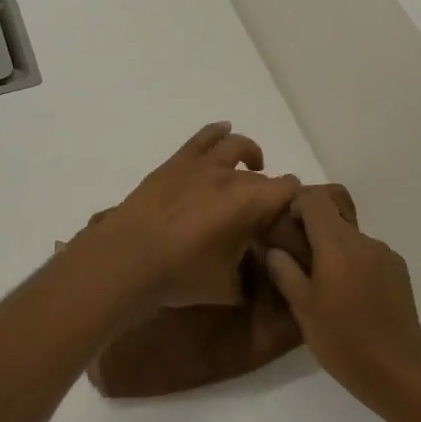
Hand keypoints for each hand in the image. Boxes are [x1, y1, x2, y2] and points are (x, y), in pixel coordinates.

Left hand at [80, 123, 300, 310]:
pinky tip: (224, 134)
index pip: (289, 189)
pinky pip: (204, 137)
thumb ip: (250, 280)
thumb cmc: (181, 275)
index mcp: (250, 202)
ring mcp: (201, 165)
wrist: (126, 260)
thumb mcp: (227, 289)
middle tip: (261, 216)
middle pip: (262, 177)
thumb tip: (258, 276)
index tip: (288, 219)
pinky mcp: (176, 162)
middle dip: (267, 193)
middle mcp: (231, 176)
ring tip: (252, 166)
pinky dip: (219, 133)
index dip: (294, 202)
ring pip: (236, 146)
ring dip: (251, 155)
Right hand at [265, 187, 420, 407]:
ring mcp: (385, 254)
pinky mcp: (399, 270)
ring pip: (351, 238)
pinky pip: (368, 254)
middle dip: (313, 229)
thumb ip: (285, 272)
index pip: (316, 200)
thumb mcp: (303, 308)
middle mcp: (364, 241)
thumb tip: (274, 249)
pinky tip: (350, 295)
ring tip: (325, 284)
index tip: (285, 225)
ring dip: (334, 249)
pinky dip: (353, 263)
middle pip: (335, 216)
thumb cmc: (343, 340)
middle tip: (297, 258)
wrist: (397, 369)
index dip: (297, 204)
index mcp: (338, 245)